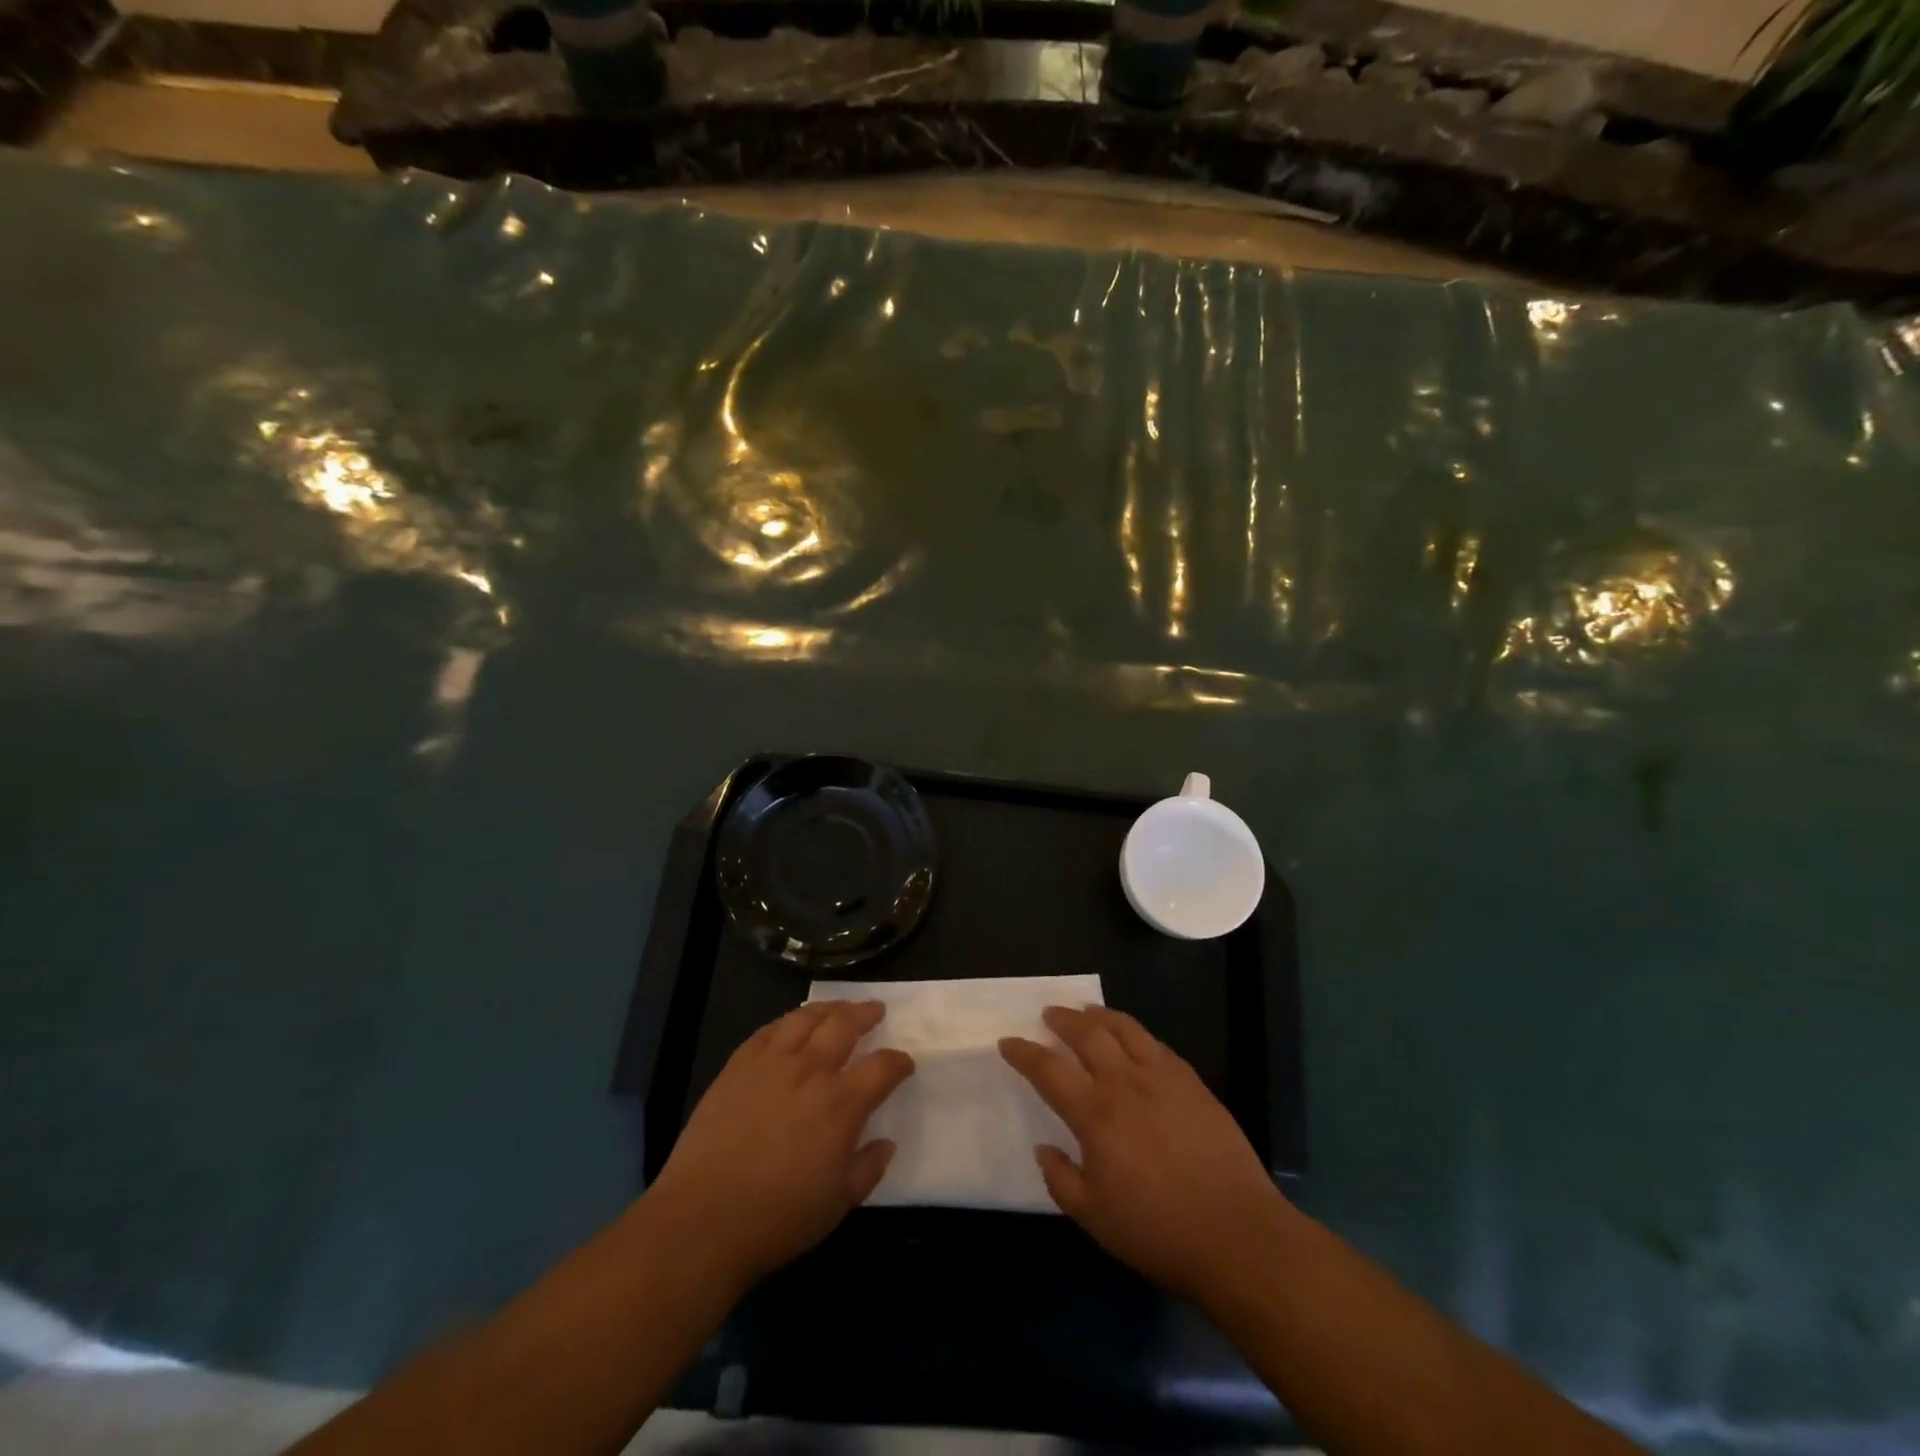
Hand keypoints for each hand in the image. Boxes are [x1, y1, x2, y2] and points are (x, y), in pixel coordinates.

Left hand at [647, 1000, 913, 1291]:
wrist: (702, 1220)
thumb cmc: (778, 1218)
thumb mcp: (839, 1204)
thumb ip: (869, 1168)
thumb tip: (886, 1143)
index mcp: (841, 1104)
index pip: (882, 1067)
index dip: (899, 1062)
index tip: (905, 1063)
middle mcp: (810, 1071)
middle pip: (844, 1025)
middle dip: (866, 1014)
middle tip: (876, 1010)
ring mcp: (770, 1064)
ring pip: (805, 1018)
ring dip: (829, 1008)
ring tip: (839, 1007)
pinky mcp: (737, 1066)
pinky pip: (767, 1031)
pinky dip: (786, 1022)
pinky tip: (791, 1024)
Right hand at [1000, 1005, 1290, 1303]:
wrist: (1236, 1234)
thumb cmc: (1158, 1231)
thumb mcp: (1094, 1218)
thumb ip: (1061, 1179)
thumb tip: (1044, 1147)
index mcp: (1095, 1114)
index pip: (1048, 1069)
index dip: (1024, 1053)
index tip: (1007, 1042)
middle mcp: (1125, 1083)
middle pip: (1087, 1033)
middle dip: (1062, 1019)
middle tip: (1049, 1015)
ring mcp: (1163, 1077)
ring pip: (1124, 1028)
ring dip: (1099, 1015)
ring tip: (1086, 1012)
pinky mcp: (1192, 1082)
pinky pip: (1156, 1044)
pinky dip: (1135, 1033)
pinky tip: (1133, 1039)